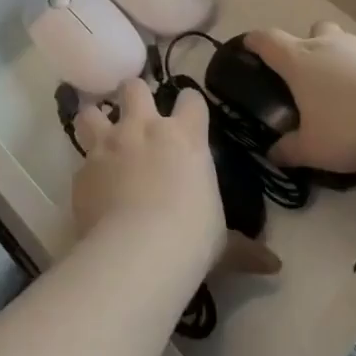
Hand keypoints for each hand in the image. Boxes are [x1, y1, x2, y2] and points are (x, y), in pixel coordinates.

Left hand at [72, 81, 279, 278]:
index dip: (189, 104)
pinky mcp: (82, 168)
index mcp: (184, 136)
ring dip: (95, 119)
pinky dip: (86, 168)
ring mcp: (109, 144)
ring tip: (99, 133)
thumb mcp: (221, 242)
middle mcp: (144, 128)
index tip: (188, 114)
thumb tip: (274, 267)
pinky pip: (81, 159)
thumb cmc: (191, 237)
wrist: (139, 250)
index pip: (190, 98)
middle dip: (133, 96)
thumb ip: (244, 248)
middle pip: (134, 87)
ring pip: (92, 111)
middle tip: (136, 114)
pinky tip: (91, 185)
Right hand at [247, 21, 355, 175]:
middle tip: (306, 75)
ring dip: (338, 59)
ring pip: (342, 43)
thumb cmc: (350, 123)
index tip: (248, 47)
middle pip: (310, 30)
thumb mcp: (314, 148)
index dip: (254, 42)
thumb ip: (290, 151)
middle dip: (305, 46)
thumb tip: (272, 155)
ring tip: (343, 92)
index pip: (267, 40)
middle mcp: (326, 44)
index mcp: (298, 60)